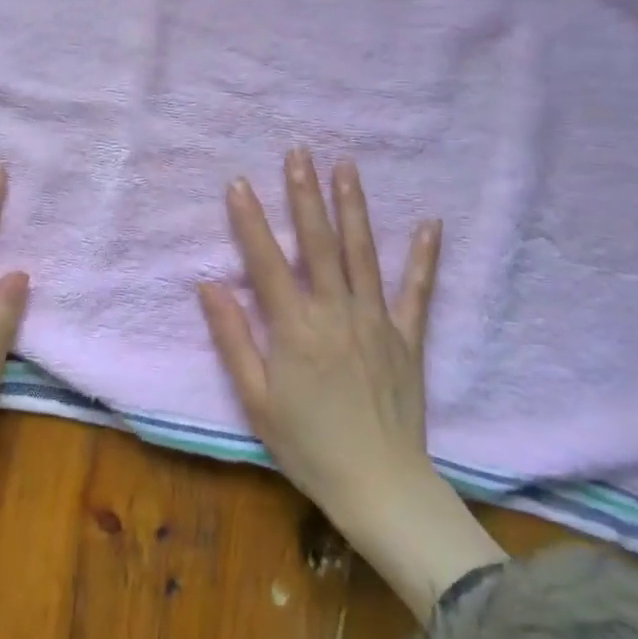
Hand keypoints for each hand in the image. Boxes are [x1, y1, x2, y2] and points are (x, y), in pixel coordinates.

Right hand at [198, 148, 503, 618]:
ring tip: (346, 166)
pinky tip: (429, 223)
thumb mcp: (255, 398)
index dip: (250, 220)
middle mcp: (337, 312)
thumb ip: (232, 337)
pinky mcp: (408, 337)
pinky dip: (424, 256)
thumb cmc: (308, 446)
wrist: (381, 486)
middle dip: (305, 194)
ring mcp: (377, 321)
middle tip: (298, 152)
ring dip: (353, 207)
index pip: (266, 261)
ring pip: (363, 253)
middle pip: (318, 243)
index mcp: (295, 327)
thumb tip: (208, 284)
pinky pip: (417, 290)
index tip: (238, 182)